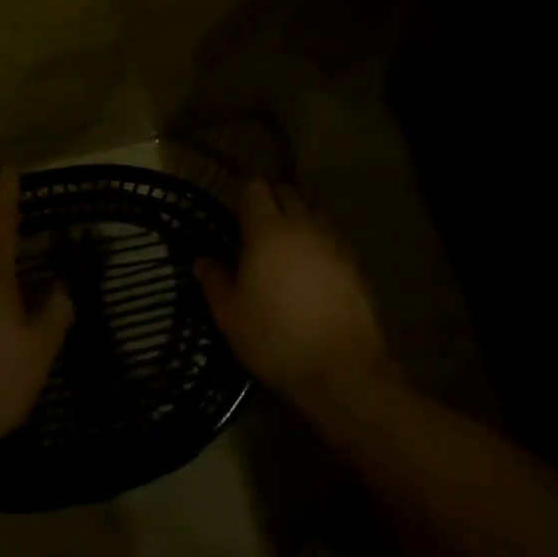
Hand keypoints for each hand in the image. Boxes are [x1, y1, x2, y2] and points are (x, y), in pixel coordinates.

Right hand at [195, 180, 392, 405]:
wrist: (343, 369)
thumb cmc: (276, 338)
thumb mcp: (231, 315)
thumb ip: (214, 281)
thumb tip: (202, 260)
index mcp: (267, 230)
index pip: (254, 187)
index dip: (243, 193)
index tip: (233, 210)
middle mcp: (302, 225)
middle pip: (286, 192)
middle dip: (271, 200)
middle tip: (256, 226)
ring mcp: (333, 242)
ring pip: (312, 212)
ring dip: (297, 219)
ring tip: (285, 247)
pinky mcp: (355, 263)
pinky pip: (331, 238)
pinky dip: (318, 242)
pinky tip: (311, 270)